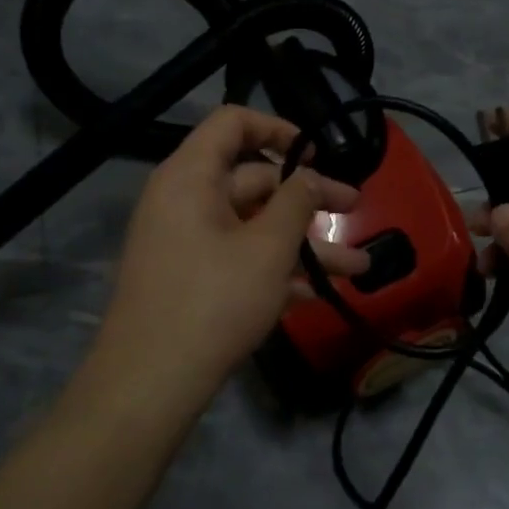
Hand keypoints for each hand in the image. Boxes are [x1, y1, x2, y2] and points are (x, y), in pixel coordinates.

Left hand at [89, 106, 364, 405]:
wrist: (150, 385)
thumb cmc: (213, 300)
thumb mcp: (268, 247)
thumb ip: (297, 201)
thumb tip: (310, 176)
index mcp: (191, 176)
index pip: (233, 123)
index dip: (279, 128)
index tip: (318, 152)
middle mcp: (185, 201)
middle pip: (254, 180)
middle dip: (310, 198)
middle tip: (355, 208)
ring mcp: (187, 243)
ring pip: (255, 227)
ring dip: (306, 243)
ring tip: (358, 266)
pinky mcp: (192, 280)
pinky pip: (240, 258)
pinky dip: (277, 269)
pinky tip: (321, 292)